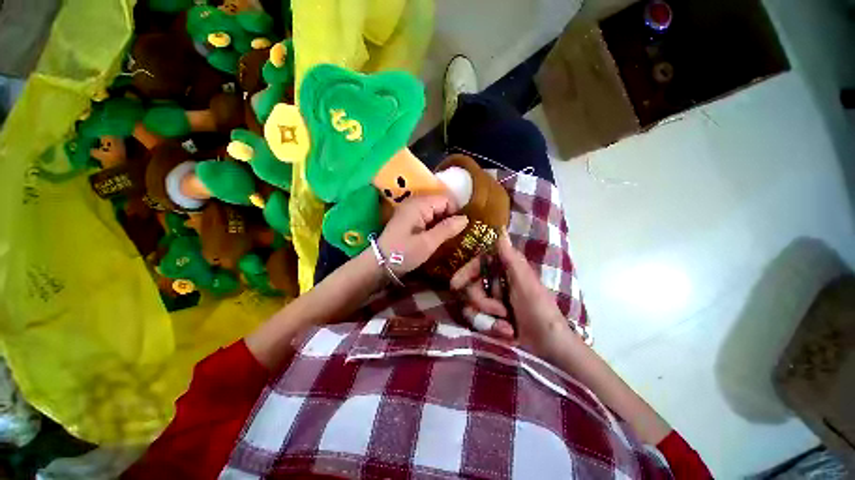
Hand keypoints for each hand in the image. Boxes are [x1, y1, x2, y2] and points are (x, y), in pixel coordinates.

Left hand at [377, 195, 468, 274]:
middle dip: (449, 218)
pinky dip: (434, 226)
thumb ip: (447, 229)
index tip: (458, 230)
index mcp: (419, 204)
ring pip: (435, 212)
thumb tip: (465, 219)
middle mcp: (415, 203)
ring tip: (446, 239)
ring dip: (442, 223)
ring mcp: (411, 211)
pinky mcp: (409, 219)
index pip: (446, 199)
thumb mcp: (428, 243)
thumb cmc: (403, 253)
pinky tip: (435, 238)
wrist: (379, 264)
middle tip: (453, 236)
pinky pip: (427, 217)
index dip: (455, 212)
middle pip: (440, 204)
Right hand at [450, 229, 573, 356]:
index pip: (477, 264)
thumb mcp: (525, 282)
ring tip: (506, 325)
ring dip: (487, 317)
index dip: (465, 272)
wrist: (548, 346)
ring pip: (471, 304)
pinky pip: (478, 320)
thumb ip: (510, 258)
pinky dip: (491, 327)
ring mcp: (493, 302)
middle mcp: (496, 283)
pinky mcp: (492, 318)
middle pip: (471, 286)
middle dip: (482, 301)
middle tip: (499, 311)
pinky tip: (506, 332)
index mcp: (505, 271)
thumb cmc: (539, 310)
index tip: (454, 285)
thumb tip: (501, 229)